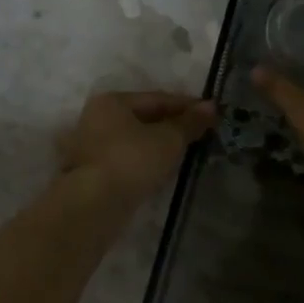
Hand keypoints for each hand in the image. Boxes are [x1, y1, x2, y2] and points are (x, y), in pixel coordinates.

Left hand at [57, 91, 215, 204]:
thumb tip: (211, 107)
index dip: (187, 105)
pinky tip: (163, 169)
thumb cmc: (132, 161)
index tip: (212, 114)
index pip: (157, 98)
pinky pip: (127, 158)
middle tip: (202, 133)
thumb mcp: (169, 139)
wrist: (95, 204)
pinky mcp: (92, 172)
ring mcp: (91, 146)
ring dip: (159, 144)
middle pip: (144, 117)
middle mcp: (97, 118)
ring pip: (135, 139)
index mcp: (112, 101)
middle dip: (173, 125)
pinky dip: (146, 160)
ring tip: (187, 151)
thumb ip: (190, 123)